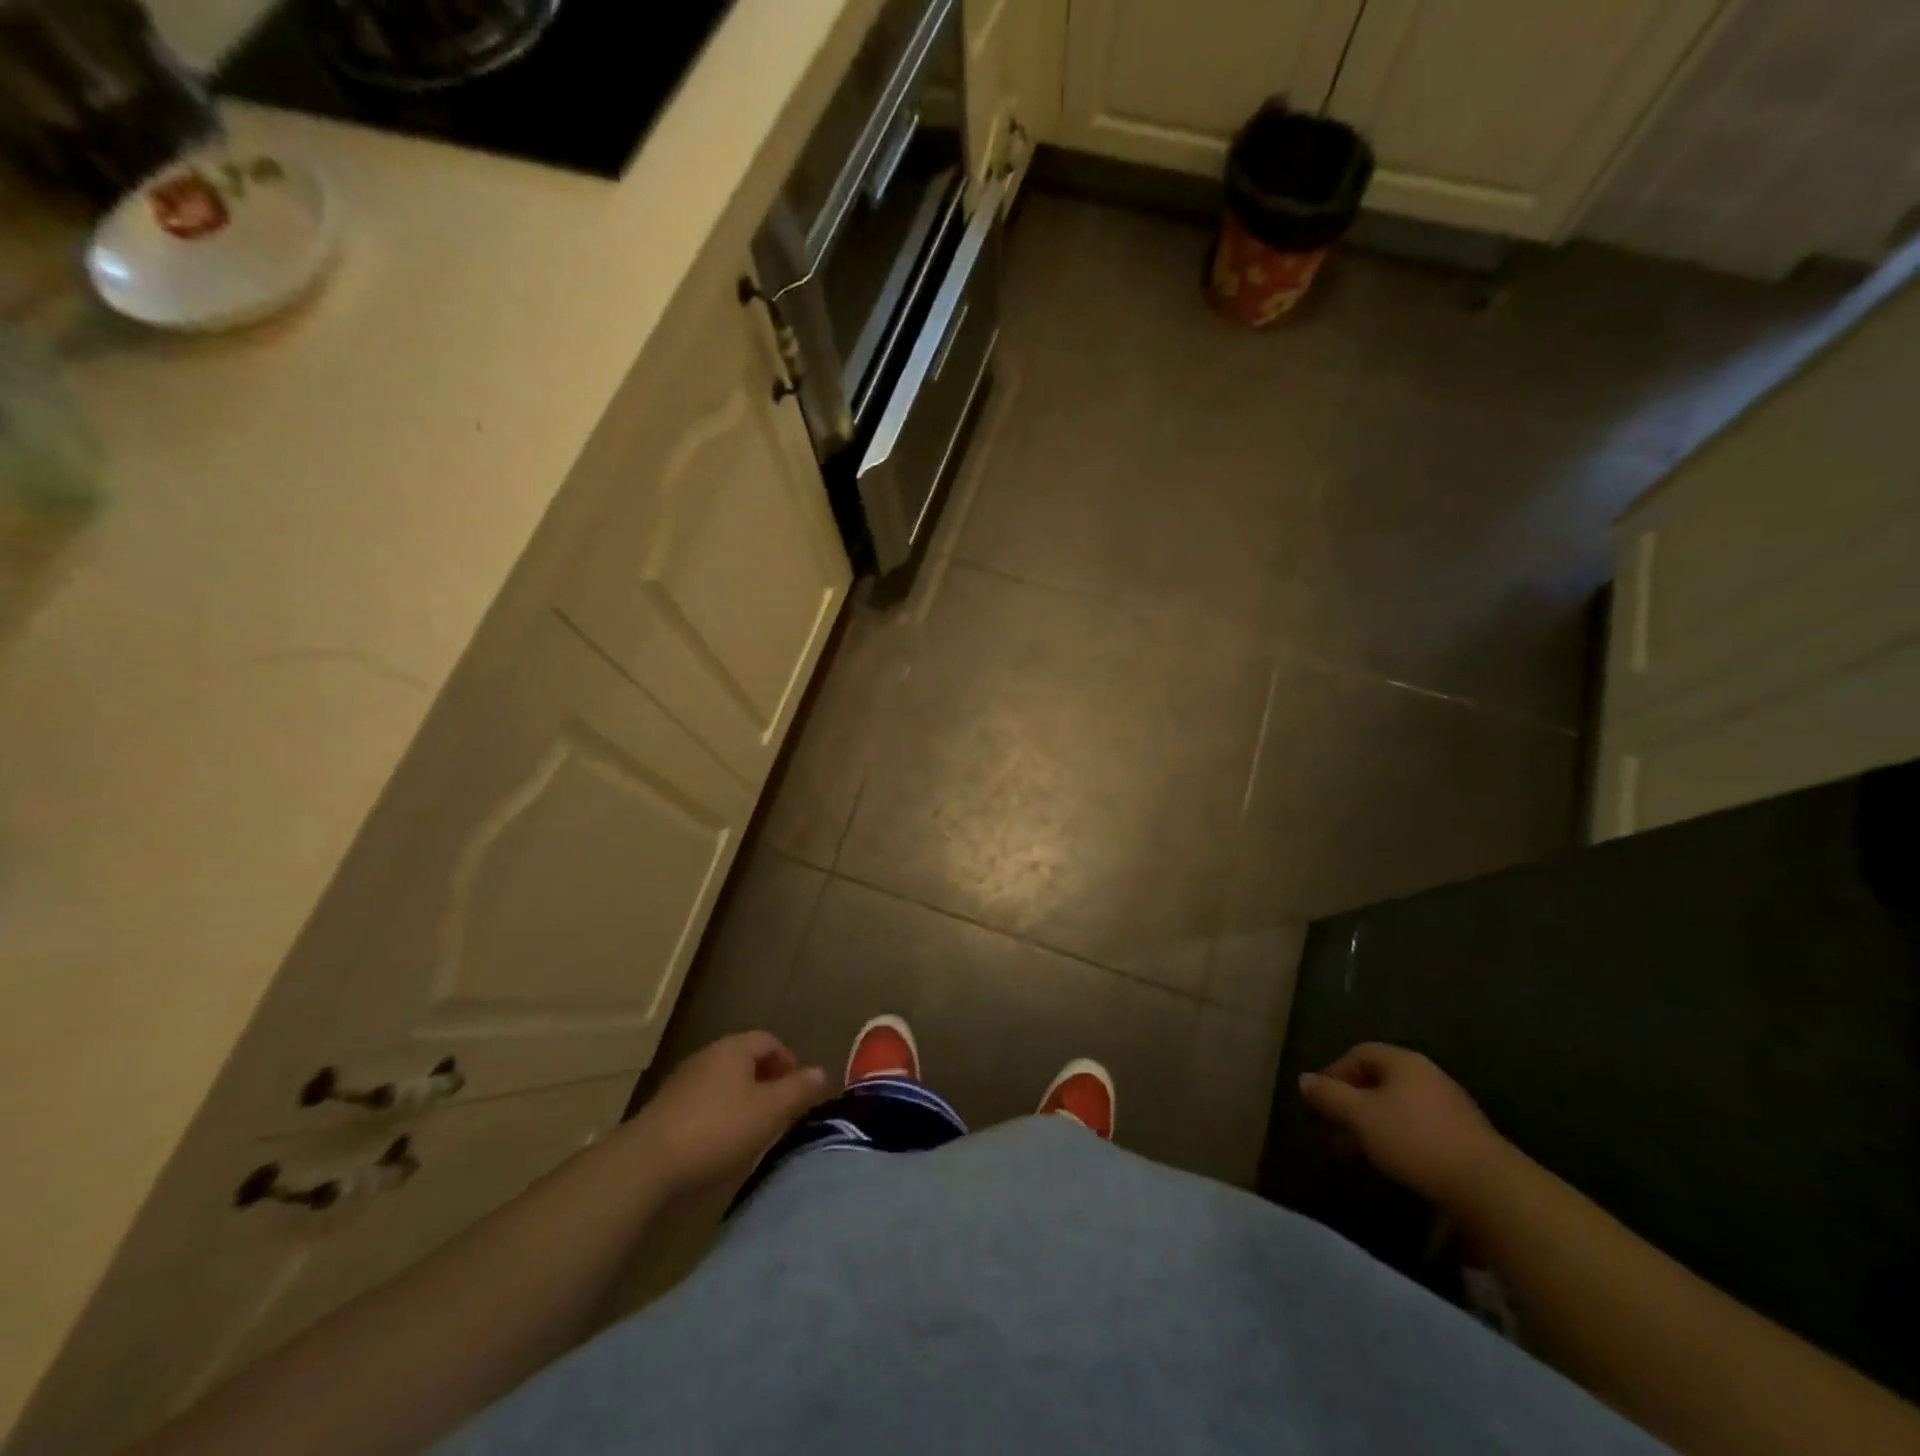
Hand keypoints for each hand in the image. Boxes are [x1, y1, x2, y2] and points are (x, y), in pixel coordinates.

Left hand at [622, 1032, 827, 1198]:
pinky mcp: (666, 1107)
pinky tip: (721, 1142)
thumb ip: (798, 1089)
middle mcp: (709, 1055)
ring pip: (724, 1081)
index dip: (788, 1061)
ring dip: (742, 1099)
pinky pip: (704, 1101)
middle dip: (766, 1081)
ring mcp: (684, 1080)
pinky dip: (719, 1114)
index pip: (769, 1041)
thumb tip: (821, 1072)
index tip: (798, 1090)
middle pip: (745, 1059)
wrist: (648, 1162)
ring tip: (753, 1129)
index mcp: (734, 1048)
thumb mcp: (769, 1110)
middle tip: (779, 1110)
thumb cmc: (718, 1128)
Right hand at [1299, 1043, 1512, 1210]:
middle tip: (1334, 1131)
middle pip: (1378, 1081)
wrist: (1490, 1188)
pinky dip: (1397, 1141)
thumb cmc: (1415, 1139)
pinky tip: (1393, 1164)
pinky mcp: (1464, 1139)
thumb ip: (1328, 1095)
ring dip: (1372, 1126)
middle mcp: (1427, 1076)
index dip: (1333, 1074)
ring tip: (1358, 1153)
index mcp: (1403, 1062)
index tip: (1318, 1102)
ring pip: (1397, 1108)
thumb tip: (1304, 1080)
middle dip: (1351, 1105)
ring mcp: (1450, 1107)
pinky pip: (1418, 1129)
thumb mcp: (1360, 1115)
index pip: (1358, 1054)